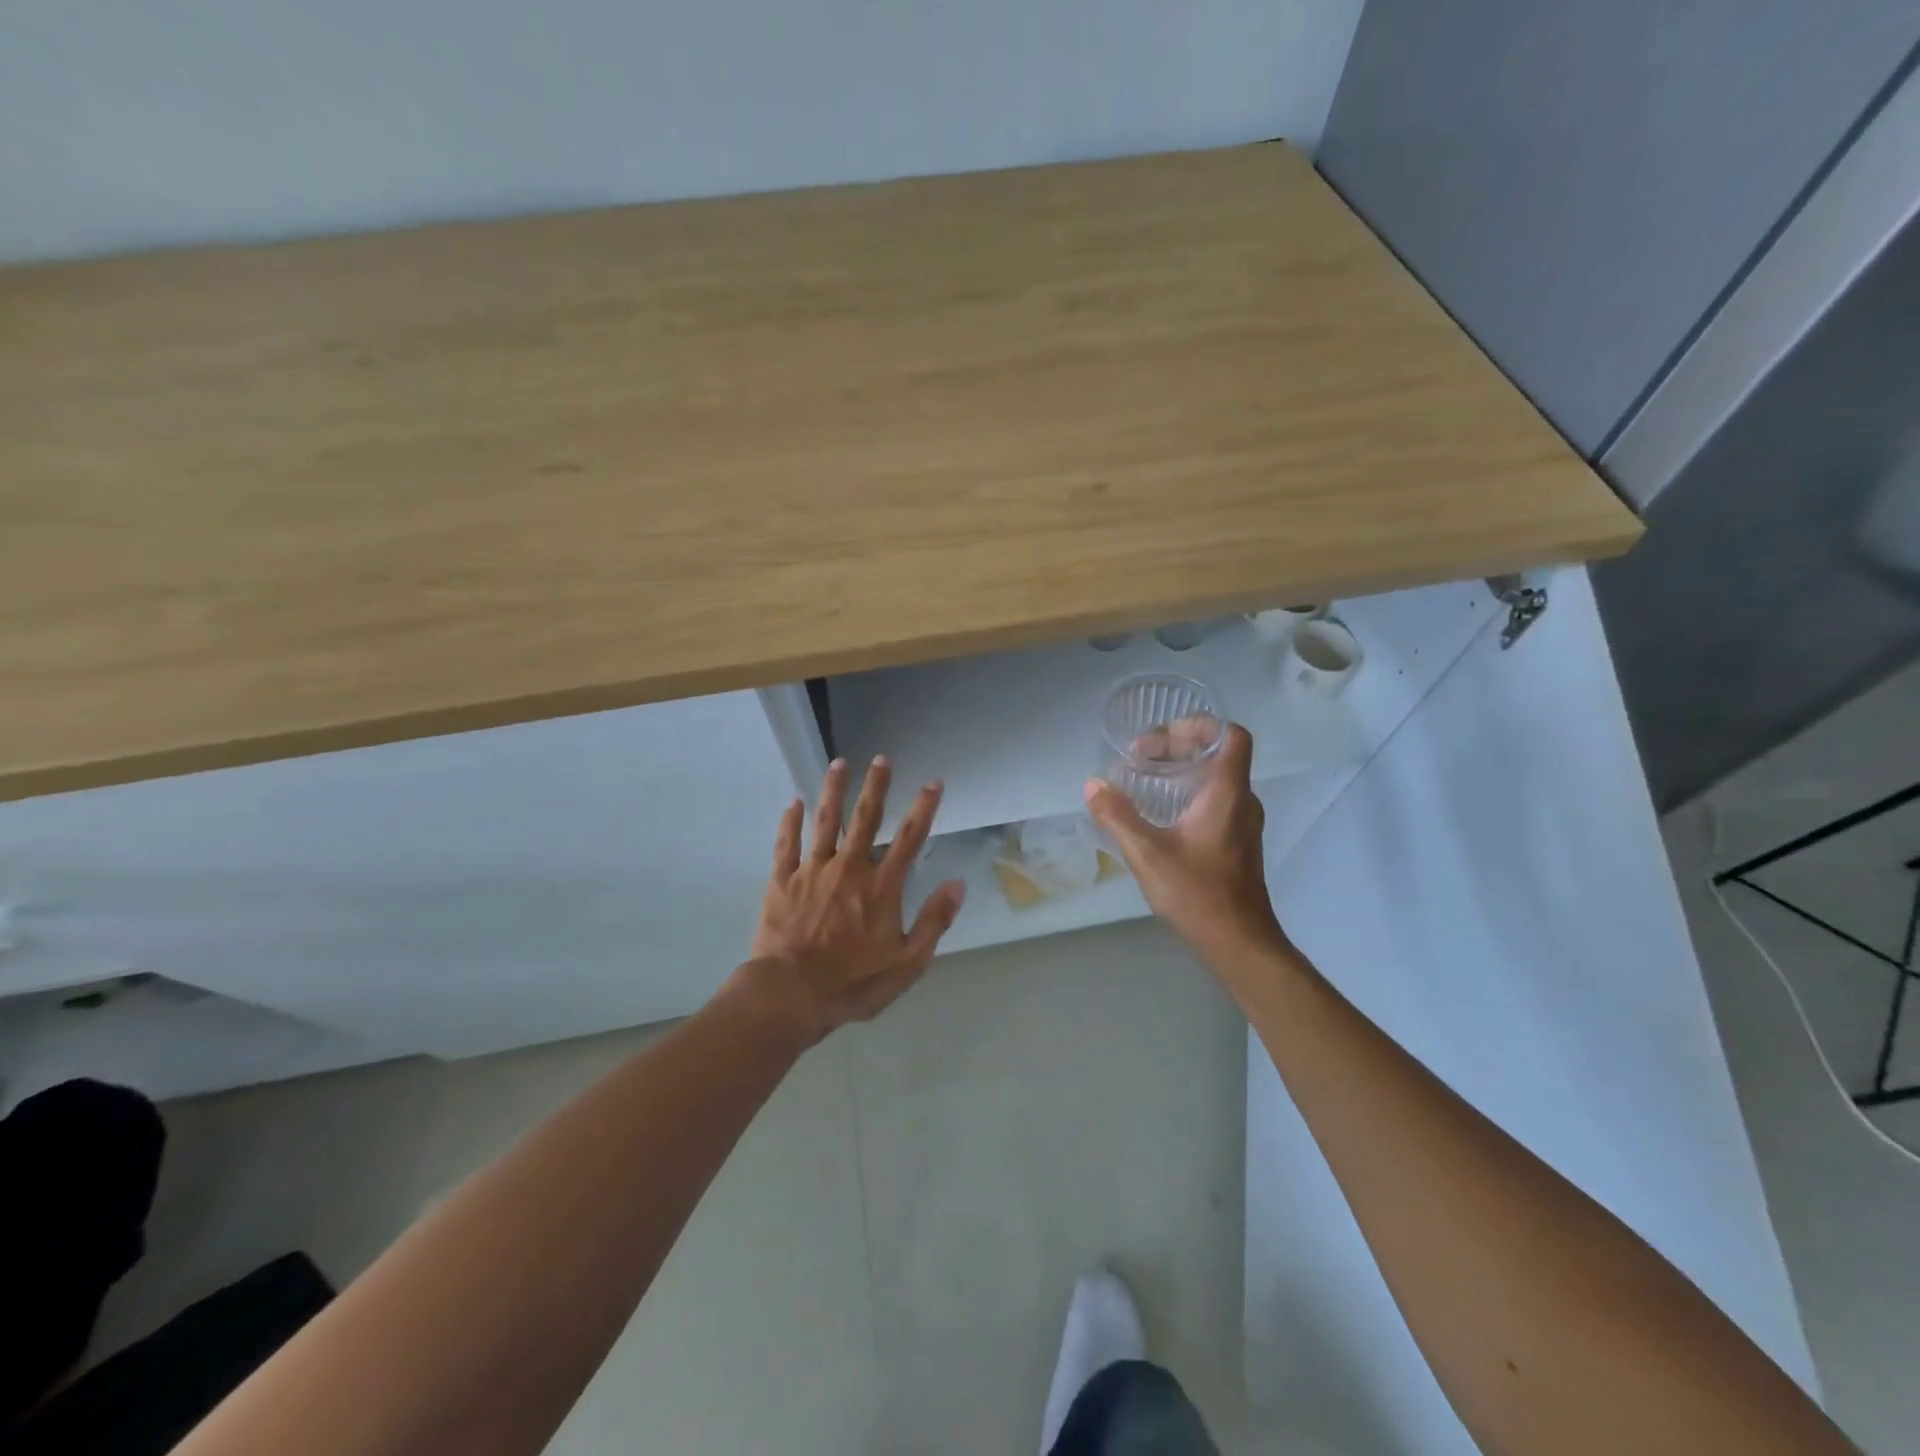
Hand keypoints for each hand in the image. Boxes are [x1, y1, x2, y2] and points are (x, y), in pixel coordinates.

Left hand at [738, 756, 965, 1043]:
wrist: (791, 994)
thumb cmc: (853, 983)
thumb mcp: (908, 962)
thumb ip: (934, 921)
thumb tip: (957, 884)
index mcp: (881, 887)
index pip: (909, 839)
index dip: (923, 808)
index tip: (933, 782)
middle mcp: (849, 869)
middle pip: (865, 819)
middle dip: (875, 787)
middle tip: (881, 759)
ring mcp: (813, 871)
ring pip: (825, 822)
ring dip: (833, 791)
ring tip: (838, 764)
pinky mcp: (782, 881)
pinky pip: (787, 844)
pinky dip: (789, 822)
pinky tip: (792, 802)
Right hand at [1084, 723, 1286, 972]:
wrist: (1240, 943)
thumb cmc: (1198, 893)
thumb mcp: (1147, 854)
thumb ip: (1117, 816)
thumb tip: (1093, 785)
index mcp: (1227, 794)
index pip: (1231, 736)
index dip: (1200, 724)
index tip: (1164, 732)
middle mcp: (1242, 801)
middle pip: (1218, 754)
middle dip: (1178, 746)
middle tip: (1139, 757)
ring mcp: (1243, 823)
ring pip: (1216, 778)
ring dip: (1182, 770)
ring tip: (1144, 778)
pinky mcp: (1238, 843)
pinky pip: (1216, 800)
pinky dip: (1189, 792)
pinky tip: (1160, 812)